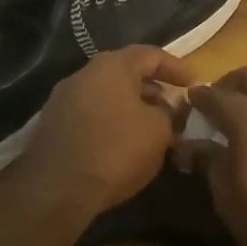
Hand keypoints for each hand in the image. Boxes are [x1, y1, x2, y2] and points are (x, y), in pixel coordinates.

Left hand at [12, 46, 194, 215]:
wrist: (55, 191)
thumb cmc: (115, 150)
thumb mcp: (159, 131)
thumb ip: (170, 113)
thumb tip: (168, 109)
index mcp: (111, 65)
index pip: (151, 55)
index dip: (177, 68)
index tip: (195, 84)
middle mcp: (84, 74)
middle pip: (126, 74)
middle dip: (154, 91)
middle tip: (174, 111)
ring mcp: (63, 100)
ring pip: (108, 97)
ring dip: (132, 109)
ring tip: (152, 132)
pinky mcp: (52, 126)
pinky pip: (91, 116)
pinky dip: (111, 124)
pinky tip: (123, 147)